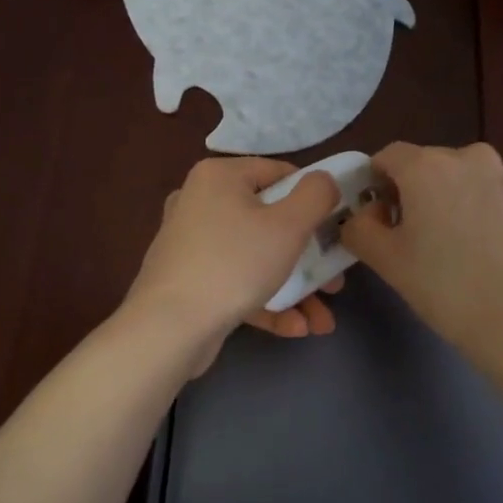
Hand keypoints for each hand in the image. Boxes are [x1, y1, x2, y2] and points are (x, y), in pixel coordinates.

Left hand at [126, 157, 343, 372]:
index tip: (335, 228)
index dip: (313, 199)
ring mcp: (191, 244)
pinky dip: (266, 301)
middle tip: (334, 282)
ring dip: (294, 287)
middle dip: (309, 257)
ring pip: (256, 258)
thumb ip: (316, 195)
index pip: (279, 173)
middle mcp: (200, 202)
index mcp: (219, 177)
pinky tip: (295, 328)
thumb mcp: (289, 225)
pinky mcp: (189, 281)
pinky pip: (236, 282)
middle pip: (270, 221)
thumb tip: (324, 179)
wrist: (168, 329)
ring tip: (322, 320)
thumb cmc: (234, 264)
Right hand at [341, 142, 502, 365]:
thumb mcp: (385, 259)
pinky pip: (477, 190)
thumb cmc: (445, 286)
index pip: (386, 157)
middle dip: (405, 192)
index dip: (372, 185)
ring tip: (438, 244)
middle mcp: (465, 155)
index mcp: (427, 164)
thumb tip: (363, 216)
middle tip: (402, 237)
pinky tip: (467, 245)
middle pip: (420, 164)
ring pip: (451, 177)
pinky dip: (463, 207)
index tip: (373, 219)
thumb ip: (359, 228)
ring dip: (436, 199)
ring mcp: (498, 173)